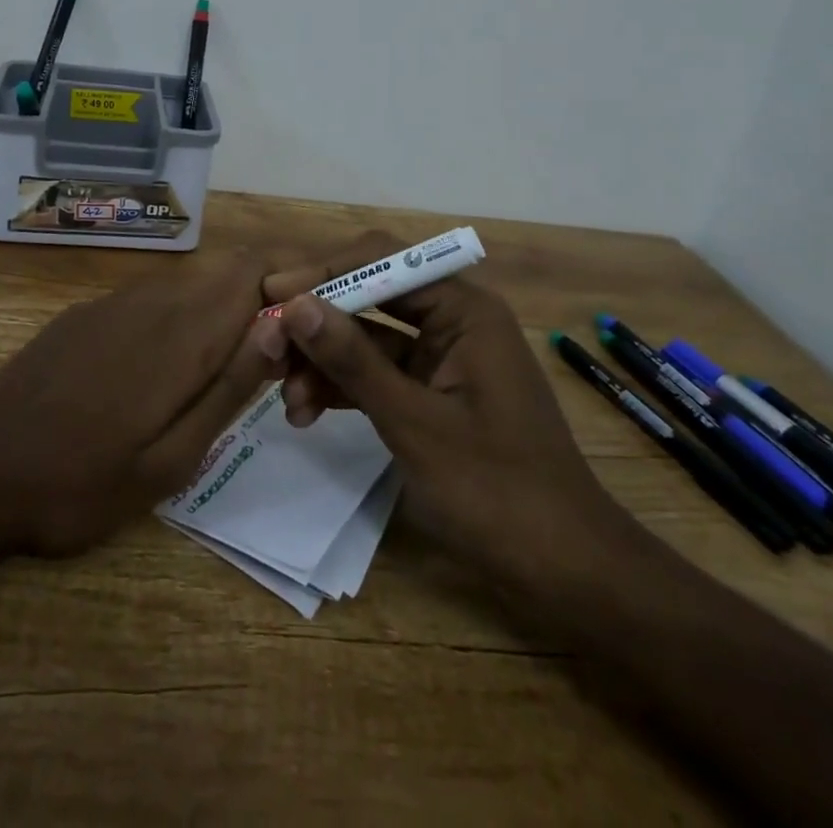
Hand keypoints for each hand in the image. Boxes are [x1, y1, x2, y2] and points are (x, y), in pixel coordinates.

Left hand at [0, 253, 287, 556]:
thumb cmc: (77, 483)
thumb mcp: (169, 461)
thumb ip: (228, 388)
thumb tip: (281, 327)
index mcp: (181, 333)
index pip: (254, 268)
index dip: (293, 274)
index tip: (317, 311)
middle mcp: (153, 300)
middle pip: (228, 271)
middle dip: (265, 299)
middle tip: (280, 360)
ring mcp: (114, 303)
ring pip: (192, 285)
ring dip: (224, 313)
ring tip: (230, 373)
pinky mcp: (86, 314)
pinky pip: (154, 300)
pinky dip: (183, 320)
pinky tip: (166, 372)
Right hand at [263, 234, 633, 585]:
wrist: (565, 569)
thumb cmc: (496, 490)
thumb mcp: (413, 422)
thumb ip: (353, 360)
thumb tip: (294, 305)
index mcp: (464, 309)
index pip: (383, 262)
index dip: (324, 273)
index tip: (272, 295)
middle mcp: (453, 321)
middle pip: (370, 297)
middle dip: (318, 324)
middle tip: (266, 347)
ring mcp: (442, 358)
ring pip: (367, 339)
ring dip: (324, 362)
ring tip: (287, 401)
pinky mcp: (433, 392)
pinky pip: (378, 374)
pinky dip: (344, 388)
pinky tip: (307, 412)